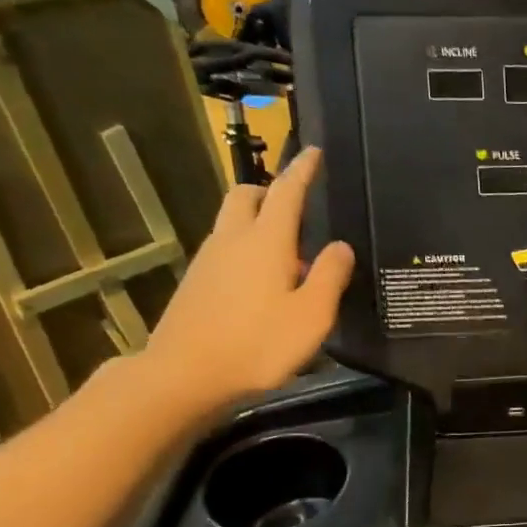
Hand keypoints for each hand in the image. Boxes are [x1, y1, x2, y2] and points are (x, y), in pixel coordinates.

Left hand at [137, 149, 354, 418]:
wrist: (184, 375)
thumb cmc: (258, 344)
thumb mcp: (311, 315)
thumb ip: (329, 276)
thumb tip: (342, 246)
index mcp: (266, 241)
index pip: (286, 191)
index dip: (303, 170)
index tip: (314, 152)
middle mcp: (233, 239)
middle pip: (248, 196)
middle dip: (271, 189)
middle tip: (297, 205)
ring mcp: (209, 260)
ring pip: (233, 221)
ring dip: (258, 220)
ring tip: (288, 252)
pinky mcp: (197, 282)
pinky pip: (225, 248)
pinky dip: (246, 246)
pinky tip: (263, 281)